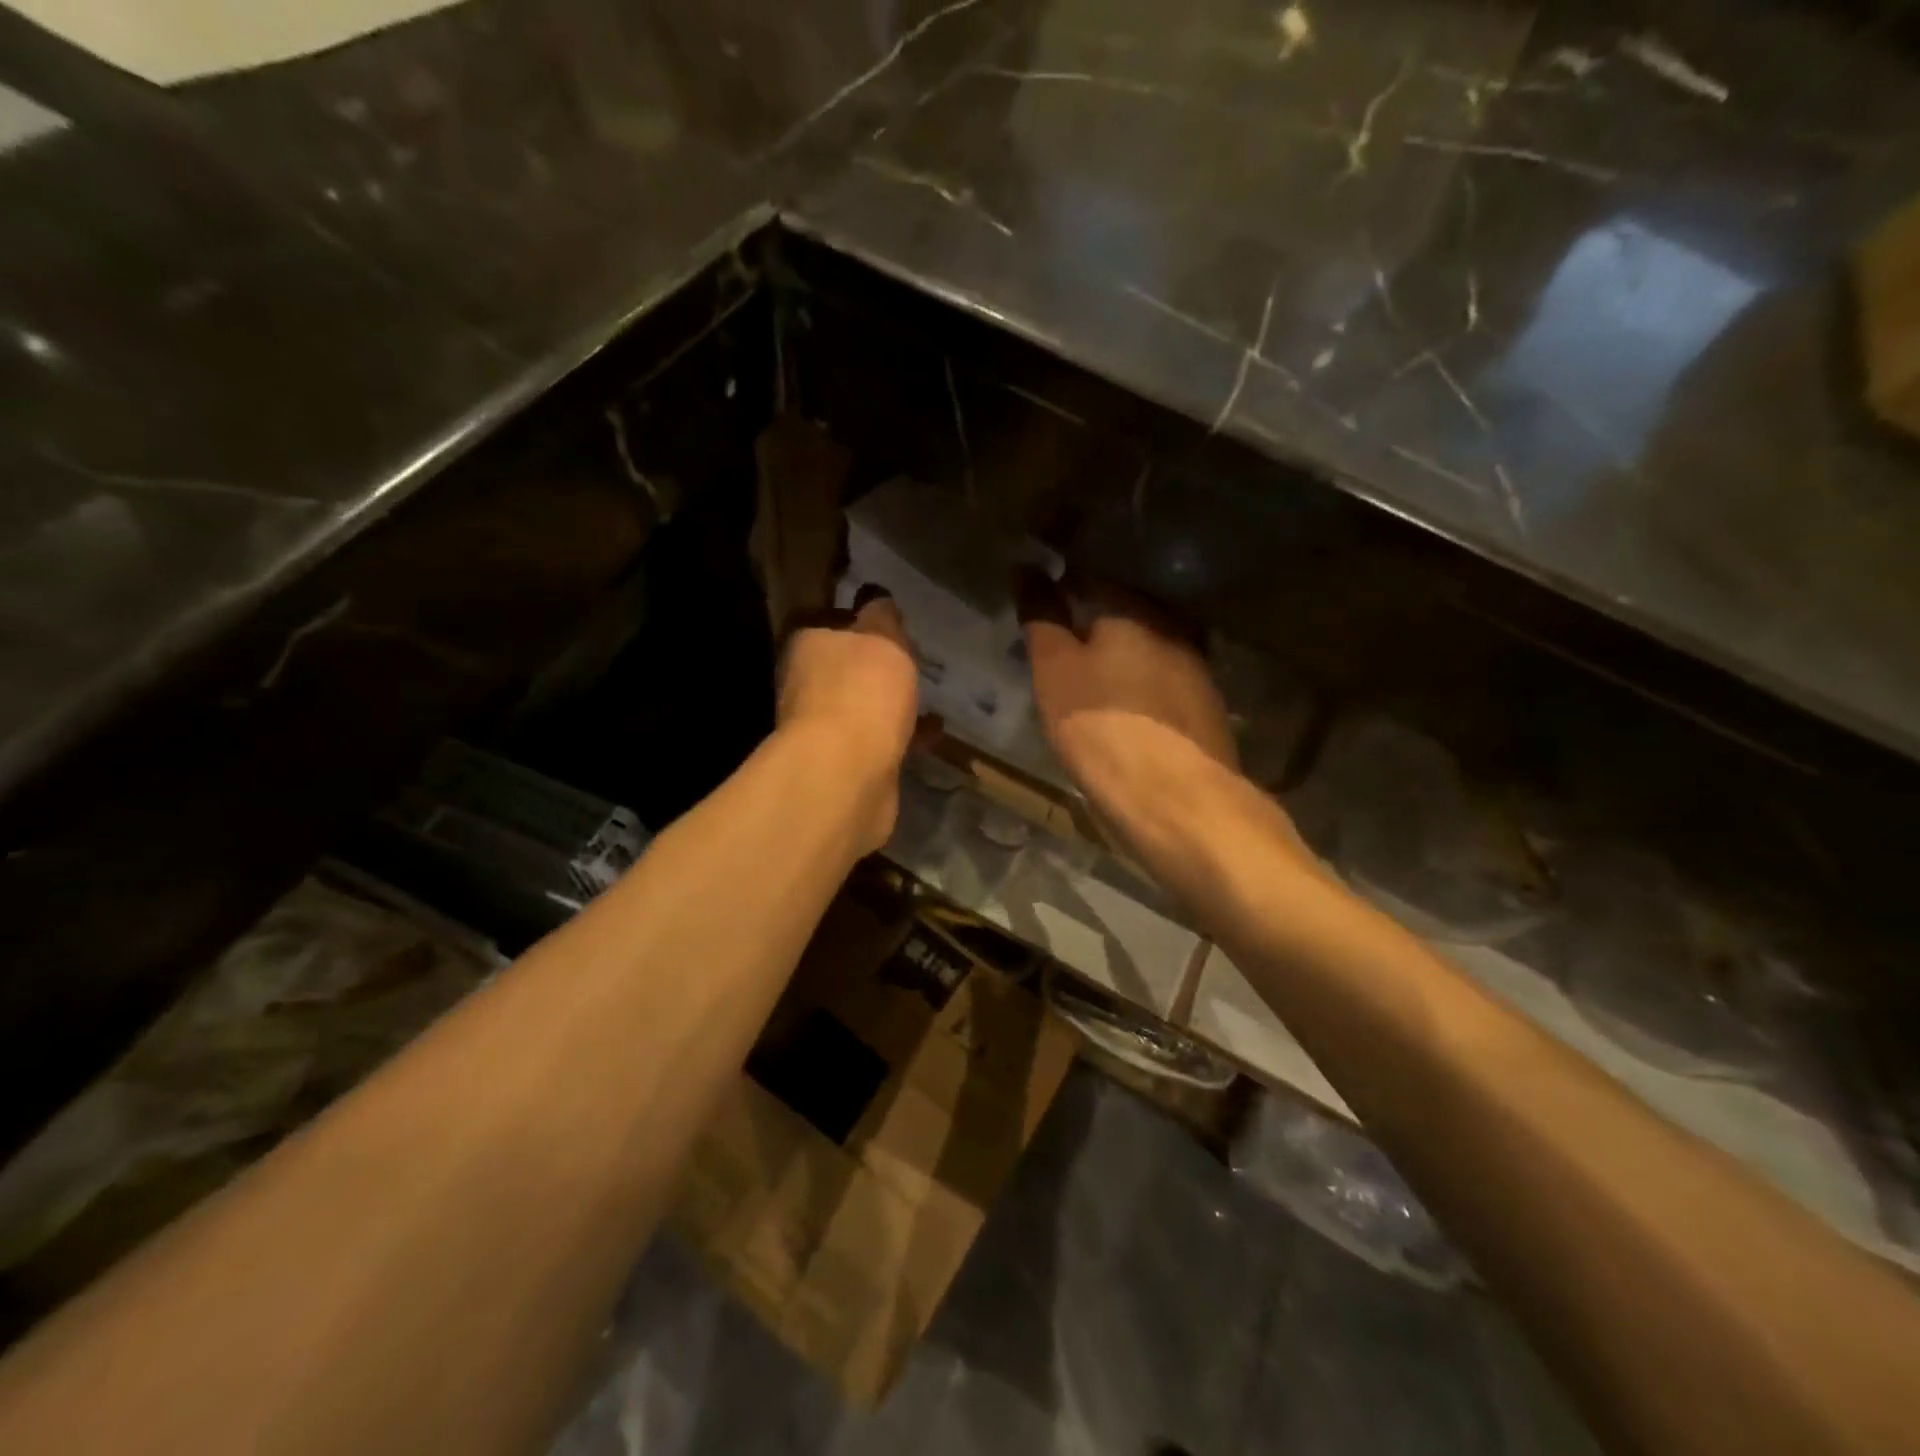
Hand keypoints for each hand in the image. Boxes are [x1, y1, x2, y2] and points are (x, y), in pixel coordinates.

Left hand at [776, 586, 920, 849]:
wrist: (846, 775)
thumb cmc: (862, 692)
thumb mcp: (882, 637)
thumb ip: (883, 616)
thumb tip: (877, 599)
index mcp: (808, 646)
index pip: (826, 621)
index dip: (857, 619)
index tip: (889, 620)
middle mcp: (807, 685)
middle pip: (844, 667)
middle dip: (876, 665)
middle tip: (915, 658)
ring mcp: (824, 729)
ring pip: (862, 706)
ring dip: (891, 702)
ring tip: (929, 694)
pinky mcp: (846, 764)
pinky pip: (881, 740)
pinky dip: (905, 735)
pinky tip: (934, 732)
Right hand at [1016, 568, 1238, 819]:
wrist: (1175, 798)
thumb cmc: (1102, 725)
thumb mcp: (1055, 670)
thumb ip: (1042, 616)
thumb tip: (1027, 567)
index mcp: (1134, 609)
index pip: (1092, 577)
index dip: (1062, 586)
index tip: (1040, 603)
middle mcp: (1173, 628)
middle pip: (1126, 613)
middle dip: (1095, 623)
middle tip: (1062, 645)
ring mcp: (1198, 670)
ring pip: (1148, 649)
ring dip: (1122, 657)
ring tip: (1091, 678)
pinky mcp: (1207, 710)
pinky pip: (1164, 684)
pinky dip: (1142, 689)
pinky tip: (1126, 710)